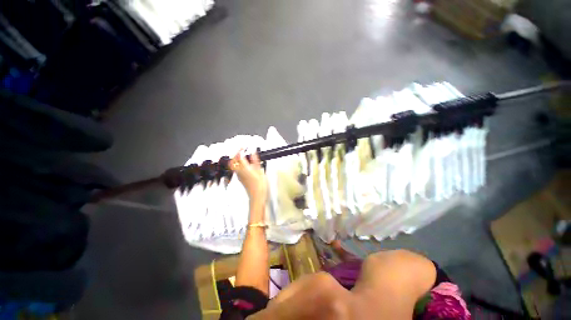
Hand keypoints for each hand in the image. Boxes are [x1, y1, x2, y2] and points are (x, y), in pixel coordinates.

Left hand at [231, 151, 267, 206]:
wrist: (257, 196)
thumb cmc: (259, 185)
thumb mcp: (260, 170)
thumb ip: (255, 160)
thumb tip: (253, 152)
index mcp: (244, 168)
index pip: (238, 157)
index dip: (240, 150)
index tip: (243, 147)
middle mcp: (239, 172)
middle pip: (233, 161)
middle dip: (236, 155)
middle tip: (242, 151)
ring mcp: (239, 176)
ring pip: (234, 165)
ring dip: (238, 160)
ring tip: (245, 157)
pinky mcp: (241, 179)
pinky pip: (237, 170)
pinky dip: (241, 165)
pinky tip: (248, 165)